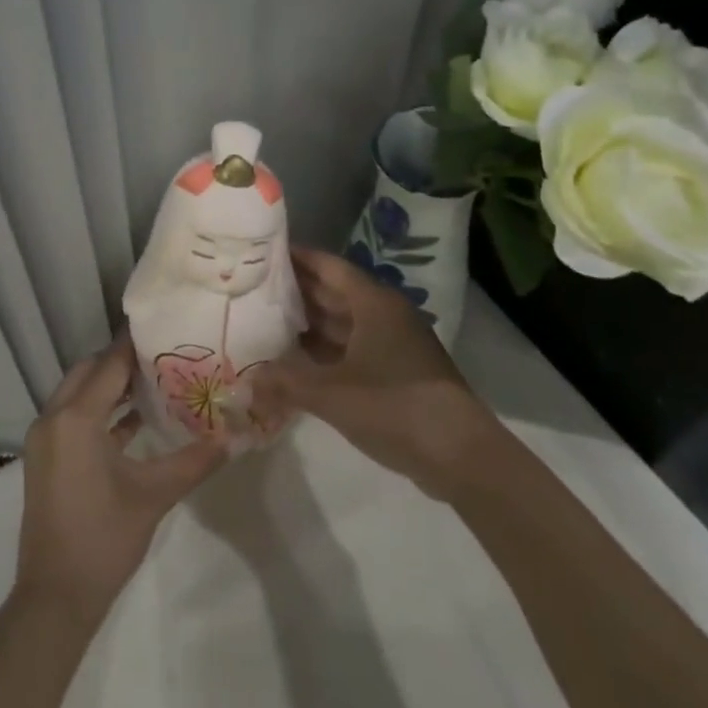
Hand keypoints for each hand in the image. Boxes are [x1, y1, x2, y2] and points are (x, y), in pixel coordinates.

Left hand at [15, 338, 227, 624]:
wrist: (55, 597)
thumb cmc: (104, 540)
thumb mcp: (153, 496)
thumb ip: (194, 461)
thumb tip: (233, 438)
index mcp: (75, 418)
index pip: (109, 365)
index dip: (135, 345)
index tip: (164, 327)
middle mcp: (53, 418)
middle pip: (89, 371)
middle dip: (121, 361)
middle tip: (163, 354)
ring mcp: (45, 439)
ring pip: (78, 393)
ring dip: (109, 385)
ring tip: (154, 380)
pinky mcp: (46, 458)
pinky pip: (73, 417)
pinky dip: (99, 411)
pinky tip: (133, 419)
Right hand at [253, 248, 501, 495]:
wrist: (461, 456)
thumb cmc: (396, 407)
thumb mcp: (332, 394)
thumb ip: (286, 382)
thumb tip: (246, 379)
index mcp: (373, 303)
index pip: (328, 266)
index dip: (296, 257)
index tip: (262, 251)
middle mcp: (384, 315)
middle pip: (334, 292)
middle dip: (297, 289)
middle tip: (253, 286)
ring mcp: (393, 344)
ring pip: (343, 322)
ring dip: (309, 321)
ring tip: (266, 319)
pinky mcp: (397, 372)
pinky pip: (352, 348)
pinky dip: (325, 350)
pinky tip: (297, 360)